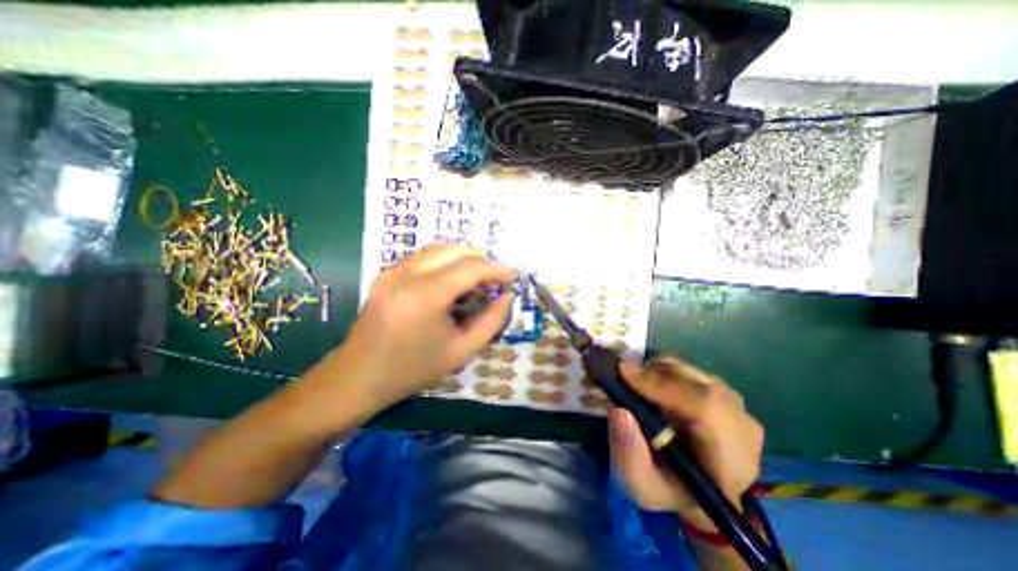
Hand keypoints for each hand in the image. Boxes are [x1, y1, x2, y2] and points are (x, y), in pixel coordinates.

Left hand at [328, 243, 518, 413]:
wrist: (359, 376)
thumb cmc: (413, 369)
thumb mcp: (461, 351)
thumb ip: (491, 321)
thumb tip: (508, 296)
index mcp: (425, 296)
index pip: (470, 268)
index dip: (496, 269)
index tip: (513, 276)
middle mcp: (407, 274)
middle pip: (455, 249)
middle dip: (482, 259)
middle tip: (497, 278)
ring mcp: (393, 270)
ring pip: (439, 248)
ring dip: (465, 257)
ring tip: (479, 277)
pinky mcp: (387, 273)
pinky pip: (425, 256)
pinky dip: (446, 260)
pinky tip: (455, 278)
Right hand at [604, 356, 763, 531]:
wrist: (699, 492)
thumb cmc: (670, 491)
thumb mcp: (641, 485)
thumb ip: (629, 453)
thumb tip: (619, 410)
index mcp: (730, 457)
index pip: (704, 406)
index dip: (661, 383)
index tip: (623, 372)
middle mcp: (740, 422)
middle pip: (692, 379)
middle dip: (650, 373)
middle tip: (620, 377)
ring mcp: (735, 403)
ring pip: (688, 370)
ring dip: (654, 371)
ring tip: (633, 385)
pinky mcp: (722, 390)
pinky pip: (687, 370)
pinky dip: (662, 371)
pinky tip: (649, 387)